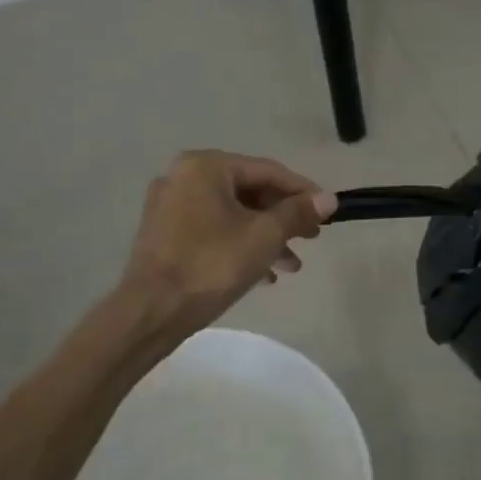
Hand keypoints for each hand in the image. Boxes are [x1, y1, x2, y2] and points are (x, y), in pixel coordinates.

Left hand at [122, 151, 335, 339]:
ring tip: (291, 265)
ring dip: (266, 236)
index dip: (303, 191)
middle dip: (283, 218)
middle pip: (249, 192)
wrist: (151, 312)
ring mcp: (170, 206)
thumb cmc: (212, 265)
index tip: (329, 211)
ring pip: (232, 214)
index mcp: (206, 167)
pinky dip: (240, 245)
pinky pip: (212, 230)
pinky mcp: (165, 235)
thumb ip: (298, 213)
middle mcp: (184, 177)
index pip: (267, 171)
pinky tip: (264, 274)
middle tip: (311, 239)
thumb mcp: (264, 236)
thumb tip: (328, 199)